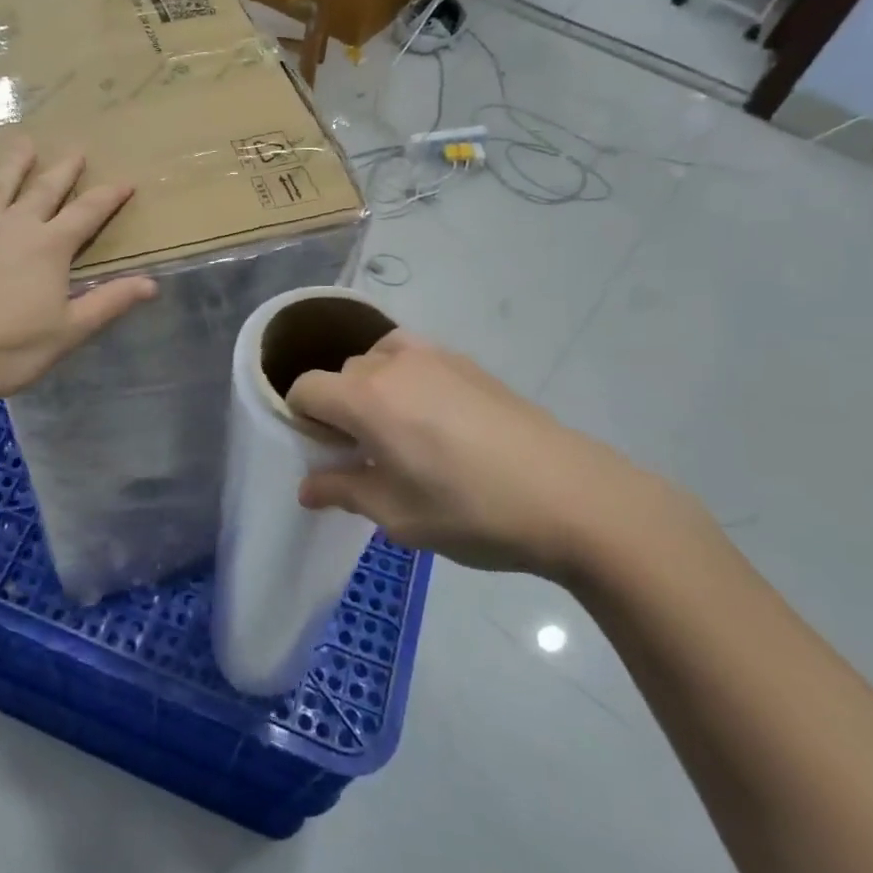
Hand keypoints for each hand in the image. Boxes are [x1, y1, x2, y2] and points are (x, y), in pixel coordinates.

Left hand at [0, 144, 155, 404]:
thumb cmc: (5, 348)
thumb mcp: (66, 333)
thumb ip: (108, 303)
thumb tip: (151, 283)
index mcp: (50, 248)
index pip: (87, 213)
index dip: (108, 196)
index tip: (124, 180)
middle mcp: (15, 227)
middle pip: (44, 189)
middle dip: (64, 169)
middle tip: (76, 149)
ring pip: (0, 186)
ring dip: (16, 164)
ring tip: (24, 143)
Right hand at [285, 332, 699, 577]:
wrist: (571, 496)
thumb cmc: (471, 511)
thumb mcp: (397, 516)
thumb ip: (343, 492)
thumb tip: (306, 488)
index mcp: (366, 398)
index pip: (305, 388)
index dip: (300, 419)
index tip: (323, 454)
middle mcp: (393, 364)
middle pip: (341, 373)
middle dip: (338, 407)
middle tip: (364, 454)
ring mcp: (435, 356)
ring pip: (378, 358)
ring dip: (372, 387)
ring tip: (398, 430)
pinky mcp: (469, 362)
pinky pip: (415, 357)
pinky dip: (405, 378)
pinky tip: (436, 420)